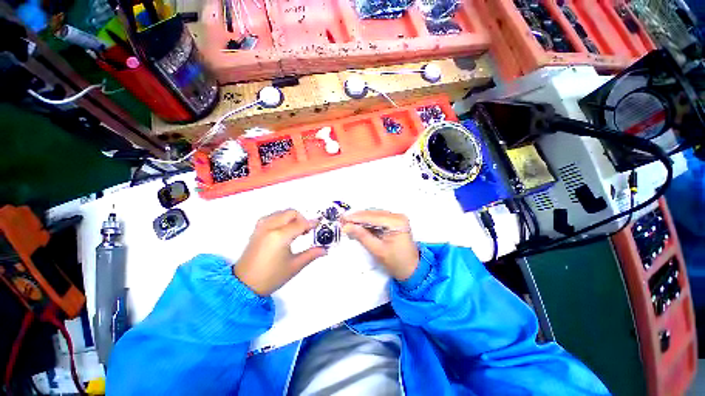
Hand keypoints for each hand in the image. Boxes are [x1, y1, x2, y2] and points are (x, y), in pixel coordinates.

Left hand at [234, 210, 326, 295]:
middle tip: (306, 230)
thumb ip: (311, 254)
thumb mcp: (294, 266)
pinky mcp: (256, 230)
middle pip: (290, 213)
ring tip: (295, 230)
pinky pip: (271, 217)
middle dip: (301, 218)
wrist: (243, 285)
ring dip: (291, 217)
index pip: (301, 223)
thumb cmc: (270, 277)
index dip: (312, 224)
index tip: (319, 225)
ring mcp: (261, 228)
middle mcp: (270, 227)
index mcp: (280, 236)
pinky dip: (280, 219)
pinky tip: (283, 230)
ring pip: (281, 213)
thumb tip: (324, 249)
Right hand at [342, 210, 418, 281]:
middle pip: (373, 214)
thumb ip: (362, 236)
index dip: (356, 217)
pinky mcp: (395, 221)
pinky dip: (368, 221)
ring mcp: (397, 217)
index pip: (372, 217)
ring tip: (348, 222)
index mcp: (396, 222)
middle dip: (357, 217)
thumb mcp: (377, 250)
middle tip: (342, 220)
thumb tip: (346, 226)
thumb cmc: (396, 262)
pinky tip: (358, 224)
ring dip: (361, 218)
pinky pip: (378, 218)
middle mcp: (398, 216)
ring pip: (374, 215)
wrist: (412, 269)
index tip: (342, 219)